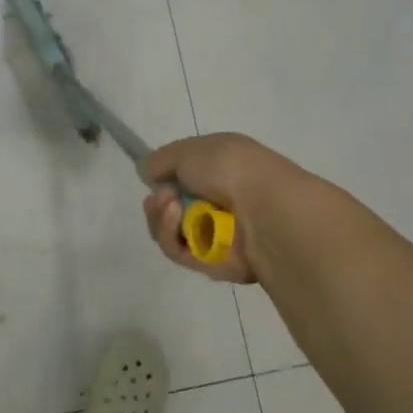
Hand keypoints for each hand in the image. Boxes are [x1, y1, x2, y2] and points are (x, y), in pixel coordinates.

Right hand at [140, 132, 305, 283]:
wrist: (264, 209)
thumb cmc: (230, 169)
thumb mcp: (190, 150)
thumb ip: (162, 160)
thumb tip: (147, 173)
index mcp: (220, 171)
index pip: (183, 177)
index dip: (165, 177)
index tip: (153, 176)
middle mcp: (218, 202)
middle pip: (170, 207)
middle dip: (157, 200)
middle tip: (162, 196)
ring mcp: (214, 234)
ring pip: (169, 231)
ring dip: (160, 216)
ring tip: (169, 206)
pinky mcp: (209, 263)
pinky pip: (176, 251)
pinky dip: (169, 234)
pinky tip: (175, 218)